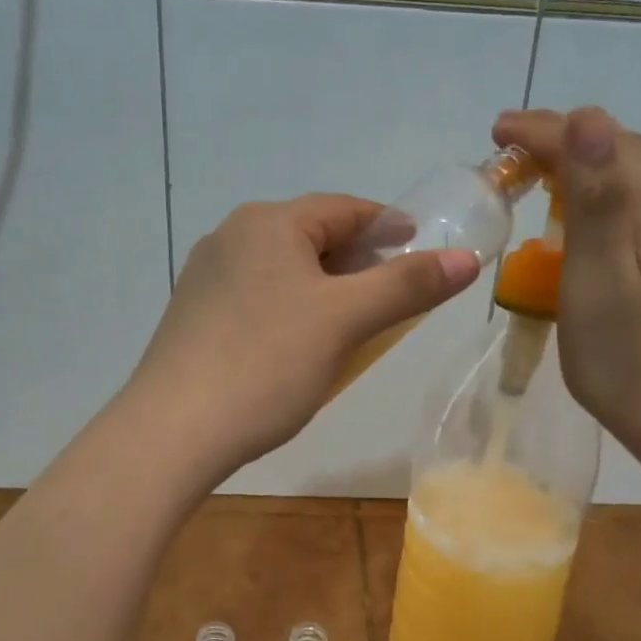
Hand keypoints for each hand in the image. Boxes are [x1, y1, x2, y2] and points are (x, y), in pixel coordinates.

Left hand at [125, 194, 479, 479]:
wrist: (174, 431)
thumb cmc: (267, 364)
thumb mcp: (345, 321)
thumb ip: (407, 286)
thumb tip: (466, 259)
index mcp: (267, 223)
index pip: (343, 209)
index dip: (387, 225)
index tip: (419, 245)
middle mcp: (231, 238)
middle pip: (310, 237)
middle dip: (356, 261)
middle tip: (393, 291)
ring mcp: (205, 278)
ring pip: (283, 271)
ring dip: (323, 288)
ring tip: (352, 323)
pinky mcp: (193, 317)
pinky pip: (257, 299)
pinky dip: (290, 310)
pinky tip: (298, 347)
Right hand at [492, 107, 640, 466]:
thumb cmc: (625, 355)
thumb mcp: (598, 276)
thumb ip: (596, 198)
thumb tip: (587, 119)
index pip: (599, 140)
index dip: (544, 131)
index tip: (496, 132)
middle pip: (619, 149)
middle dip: (562, 140)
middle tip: (508, 153)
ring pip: (630, 173)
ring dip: (581, 165)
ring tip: (535, 174)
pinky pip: (639, 202)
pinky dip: (601, 193)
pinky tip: (579, 215)